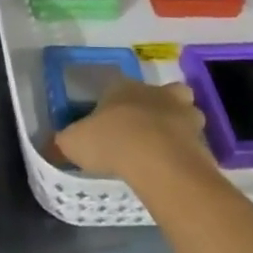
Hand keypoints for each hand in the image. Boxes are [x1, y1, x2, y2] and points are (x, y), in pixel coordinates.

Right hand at [54, 80, 209, 182]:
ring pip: (185, 112)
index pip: (116, 85)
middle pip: (161, 92)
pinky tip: (174, 167)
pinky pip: (194, 141)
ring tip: (164, 147)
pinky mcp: (202, 139)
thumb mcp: (73, 143)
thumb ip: (62, 142)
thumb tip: (50, 146)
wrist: (159, 161)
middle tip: (143, 128)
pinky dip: (187, 151)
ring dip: (177, 125)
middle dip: (155, 106)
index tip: (106, 119)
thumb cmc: (111, 142)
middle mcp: (156, 93)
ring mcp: (184, 114)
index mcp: (123, 87)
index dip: (112, 101)